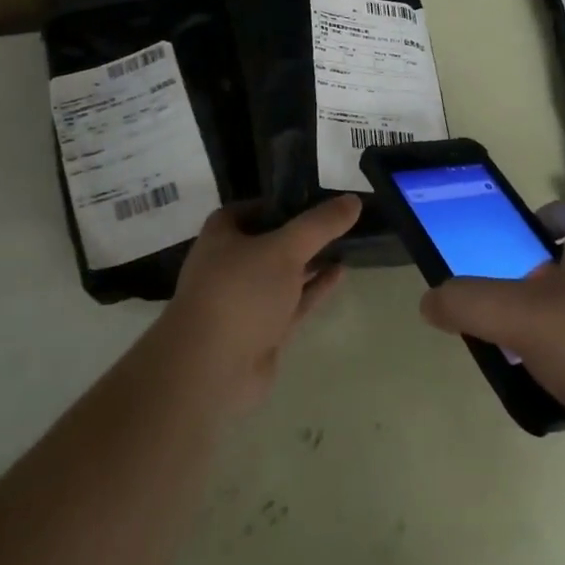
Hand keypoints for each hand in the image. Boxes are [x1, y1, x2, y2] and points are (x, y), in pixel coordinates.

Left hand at [159, 195, 359, 413]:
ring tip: (348, 242)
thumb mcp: (285, 248)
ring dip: (312, 259)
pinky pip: (294, 300)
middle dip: (304, 232)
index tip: (320, 196)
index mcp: (223, 234)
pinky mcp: (264, 329)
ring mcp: (247, 299)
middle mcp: (232, 262)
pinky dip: (315, 287)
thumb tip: (353, 200)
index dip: (285, 201)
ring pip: (285, 272)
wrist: (211, 369)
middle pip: (272, 239)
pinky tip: (340, 272)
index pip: (256, 207)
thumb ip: (320, 224)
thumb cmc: (240, 292)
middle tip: (341, 219)